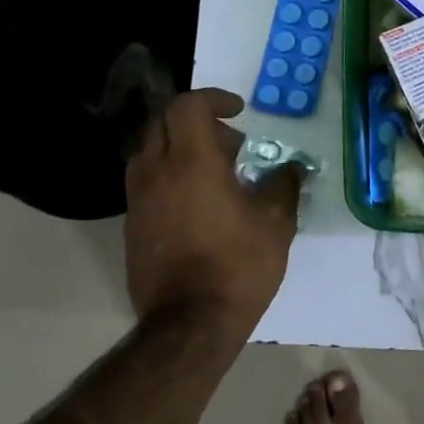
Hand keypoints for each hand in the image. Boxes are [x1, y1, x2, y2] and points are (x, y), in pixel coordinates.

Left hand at [123, 88, 302, 330]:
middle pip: (163, 122)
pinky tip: (199, 204)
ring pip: (150, 151)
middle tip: (231, 145)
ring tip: (216, 174)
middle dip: (198, 122)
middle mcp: (156, 172)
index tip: (239, 111)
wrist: (189, 324)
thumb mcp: (276, 222)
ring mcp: (138, 200)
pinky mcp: (132, 225)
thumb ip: (283, 185)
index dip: (213, 98)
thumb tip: (290, 169)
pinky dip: (170, 176)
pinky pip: (147, 181)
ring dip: (181, 149)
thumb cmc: (239, 265)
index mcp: (192, 162)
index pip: (187, 105)